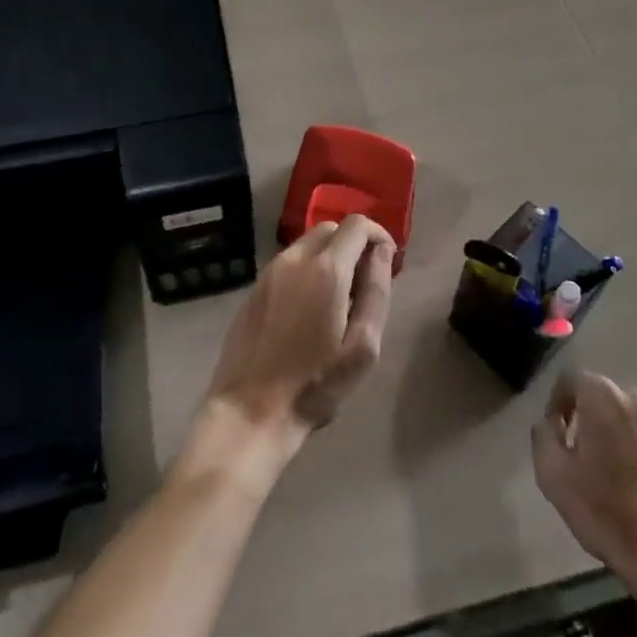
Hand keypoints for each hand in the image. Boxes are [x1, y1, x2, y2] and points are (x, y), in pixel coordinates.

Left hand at [198, 215, 395, 452]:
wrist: (250, 411)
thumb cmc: (315, 384)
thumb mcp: (362, 348)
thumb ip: (377, 292)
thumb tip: (382, 253)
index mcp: (327, 269)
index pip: (357, 224)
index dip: (377, 234)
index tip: (387, 259)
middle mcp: (296, 258)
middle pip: (331, 228)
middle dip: (353, 244)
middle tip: (363, 281)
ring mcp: (270, 270)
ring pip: (307, 243)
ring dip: (329, 256)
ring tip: (337, 298)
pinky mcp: (255, 286)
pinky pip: (288, 263)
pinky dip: (306, 269)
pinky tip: (308, 308)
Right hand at [531, 372, 636, 578]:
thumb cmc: (606, 510)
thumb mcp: (552, 474)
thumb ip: (543, 435)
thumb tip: (551, 423)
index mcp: (603, 395)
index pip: (570, 380)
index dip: (557, 403)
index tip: (556, 435)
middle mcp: (636, 399)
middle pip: (601, 399)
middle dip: (587, 420)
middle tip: (580, 457)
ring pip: (628, 420)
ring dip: (615, 437)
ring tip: (611, 476)